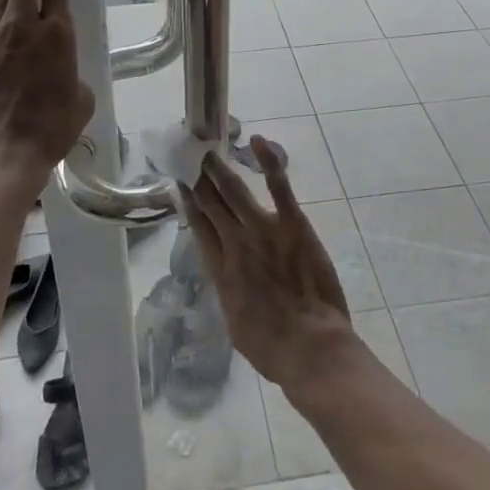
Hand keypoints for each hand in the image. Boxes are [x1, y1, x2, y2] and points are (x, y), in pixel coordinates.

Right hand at [184, 138, 354, 389]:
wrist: (308, 348)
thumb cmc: (272, 348)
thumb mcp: (235, 323)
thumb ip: (229, 292)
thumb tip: (228, 277)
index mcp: (220, 270)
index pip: (199, 226)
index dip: (189, 203)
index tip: (181, 184)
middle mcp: (234, 243)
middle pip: (212, 203)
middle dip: (200, 179)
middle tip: (192, 157)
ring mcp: (262, 230)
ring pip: (235, 190)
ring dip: (220, 169)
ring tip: (209, 151)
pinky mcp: (292, 224)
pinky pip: (278, 186)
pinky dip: (268, 161)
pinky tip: (258, 141)